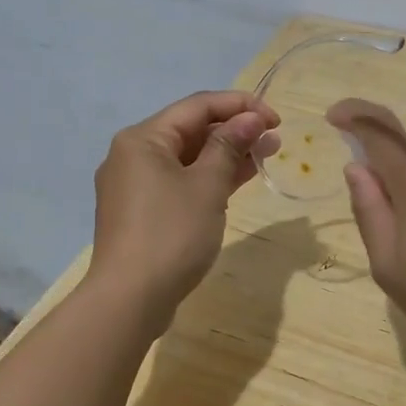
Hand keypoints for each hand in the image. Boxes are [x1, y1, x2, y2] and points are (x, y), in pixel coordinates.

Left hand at [86, 91, 278, 329]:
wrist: (129, 300)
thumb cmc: (170, 234)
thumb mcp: (207, 186)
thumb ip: (229, 146)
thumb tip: (250, 119)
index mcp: (142, 139)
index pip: (197, 106)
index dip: (240, 105)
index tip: (276, 118)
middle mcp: (133, 155)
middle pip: (191, 130)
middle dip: (235, 130)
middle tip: (274, 139)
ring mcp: (135, 186)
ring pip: (187, 158)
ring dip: (226, 154)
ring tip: (266, 154)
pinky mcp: (142, 212)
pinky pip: (180, 182)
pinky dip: (209, 178)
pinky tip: (239, 179)